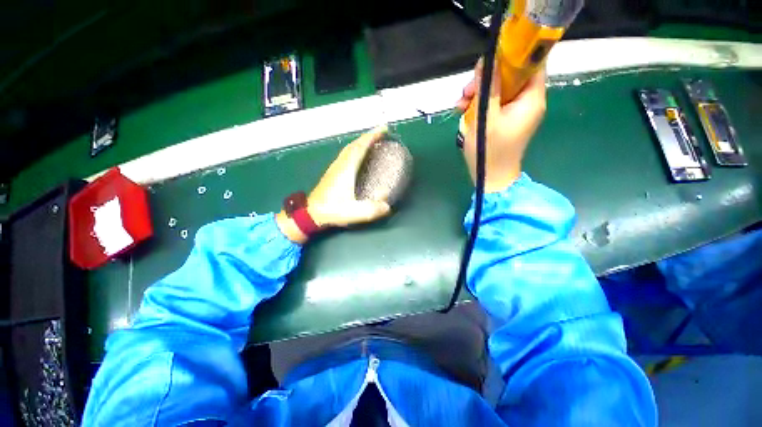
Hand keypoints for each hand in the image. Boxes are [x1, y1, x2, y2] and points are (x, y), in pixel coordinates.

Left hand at [276, 126, 391, 243]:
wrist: (311, 213)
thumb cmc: (331, 210)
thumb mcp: (353, 212)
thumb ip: (371, 210)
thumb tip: (387, 206)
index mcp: (346, 169)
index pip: (360, 147)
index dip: (372, 137)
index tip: (383, 129)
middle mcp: (340, 165)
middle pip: (354, 145)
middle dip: (368, 137)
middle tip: (381, 134)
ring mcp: (335, 168)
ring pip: (348, 149)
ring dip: (361, 142)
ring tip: (372, 143)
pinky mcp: (332, 173)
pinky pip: (346, 155)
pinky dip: (355, 150)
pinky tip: (358, 157)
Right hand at [456, 60, 546, 192]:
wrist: (492, 178)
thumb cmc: (490, 151)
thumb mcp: (486, 118)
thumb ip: (488, 88)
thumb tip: (488, 60)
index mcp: (531, 99)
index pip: (532, 63)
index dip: (514, 55)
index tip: (490, 59)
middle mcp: (528, 101)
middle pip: (512, 76)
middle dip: (488, 79)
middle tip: (467, 90)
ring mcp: (516, 111)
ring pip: (499, 89)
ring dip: (479, 93)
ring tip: (460, 105)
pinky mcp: (506, 119)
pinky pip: (495, 102)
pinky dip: (480, 104)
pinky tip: (464, 112)